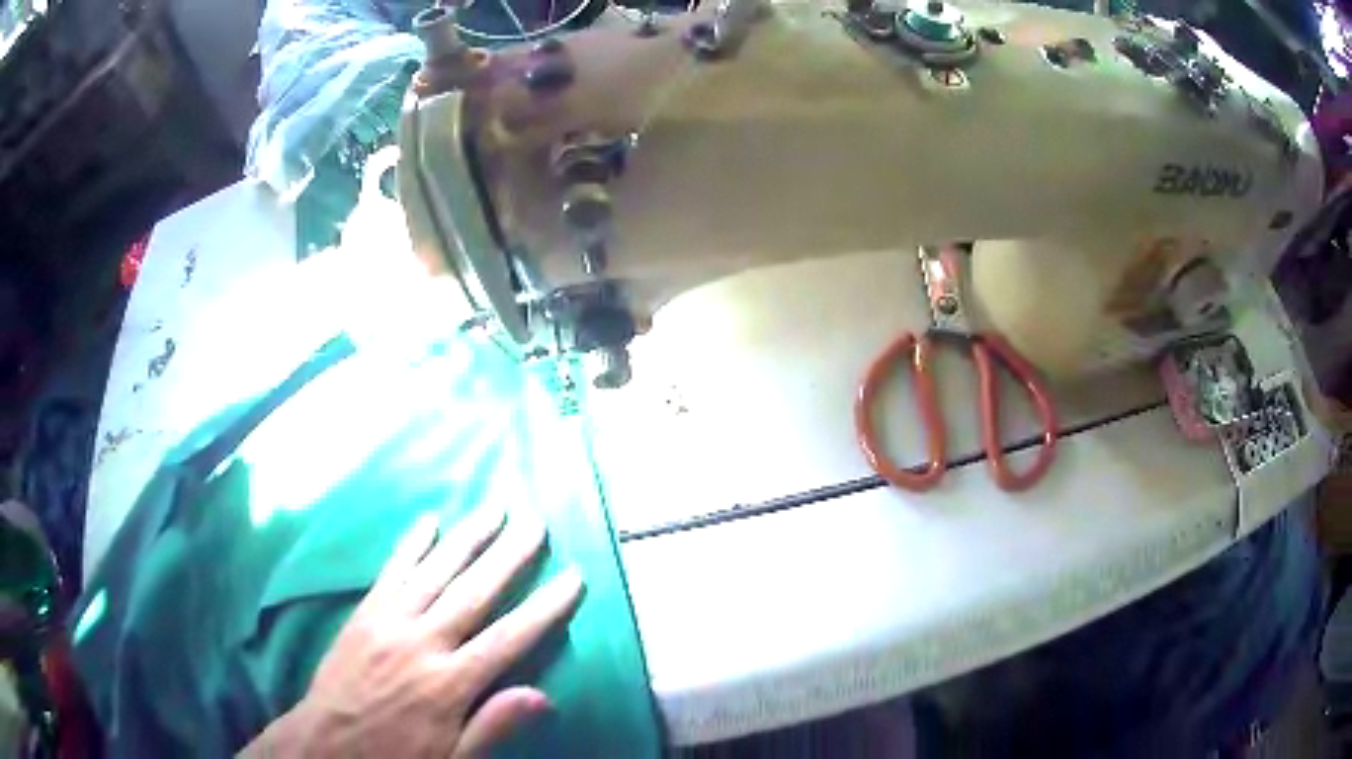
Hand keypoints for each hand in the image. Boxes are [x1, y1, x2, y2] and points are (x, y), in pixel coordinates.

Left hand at [240, 507, 583, 757]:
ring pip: (435, 572)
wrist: (328, 743)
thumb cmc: (397, 755)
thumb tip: (545, 697)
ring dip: (467, 538)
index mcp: (448, 684)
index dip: (545, 608)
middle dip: (509, 556)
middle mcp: (422, 643)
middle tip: (536, 522)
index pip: (509, 639)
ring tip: (494, 508)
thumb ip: (493, 727)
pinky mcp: (364, 613)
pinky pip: (392, 571)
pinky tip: (429, 521)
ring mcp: (389, 622)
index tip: (573, 577)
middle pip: (474, 593)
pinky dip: (411, 544)